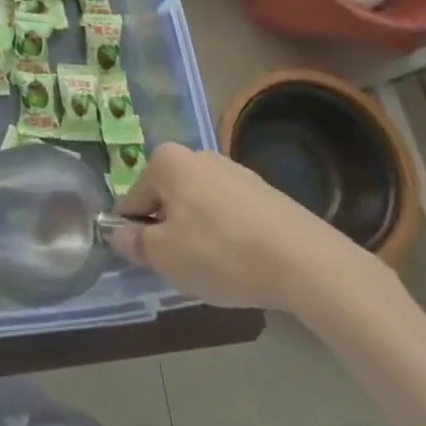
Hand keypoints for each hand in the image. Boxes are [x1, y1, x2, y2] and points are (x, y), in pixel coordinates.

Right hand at [106, 143, 377, 316]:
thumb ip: (134, 243)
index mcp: (166, 161)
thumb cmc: (221, 253)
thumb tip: (119, 234)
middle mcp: (197, 155)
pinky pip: (230, 214)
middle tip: (183, 268)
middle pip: (166, 199)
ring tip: (217, 270)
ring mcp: (234, 171)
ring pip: (198, 207)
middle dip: (168, 231)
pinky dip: (228, 236)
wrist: (306, 262)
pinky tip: (243, 263)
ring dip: (198, 234)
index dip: (135, 233)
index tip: (150, 263)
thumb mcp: (165, 256)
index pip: (132, 199)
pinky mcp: (265, 192)